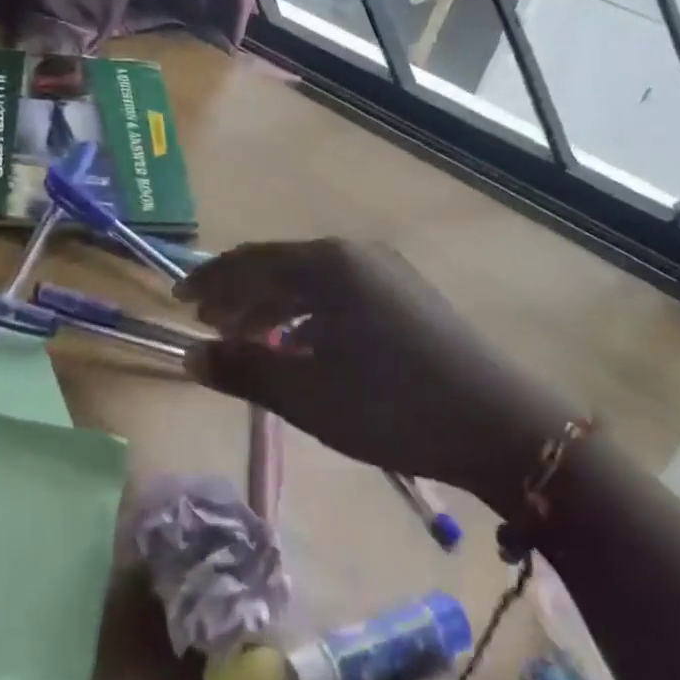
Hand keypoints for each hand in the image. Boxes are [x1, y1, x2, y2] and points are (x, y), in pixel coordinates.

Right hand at [176, 239, 573, 497]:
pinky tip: (302, 345)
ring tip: (249, 338)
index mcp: (326, 264)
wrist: (499, 425)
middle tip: (210, 323)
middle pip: (279, 266)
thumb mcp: (305, 394)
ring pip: (310, 282)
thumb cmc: (390, 405)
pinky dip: (307, 315)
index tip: (179, 301)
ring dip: (273, 307)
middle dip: (239, 294)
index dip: (209, 280)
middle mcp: (354, 254)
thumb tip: (189, 356)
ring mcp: (385, 272)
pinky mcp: (406, 295)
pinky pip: (338, 294)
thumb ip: (242, 370)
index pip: (250, 261)